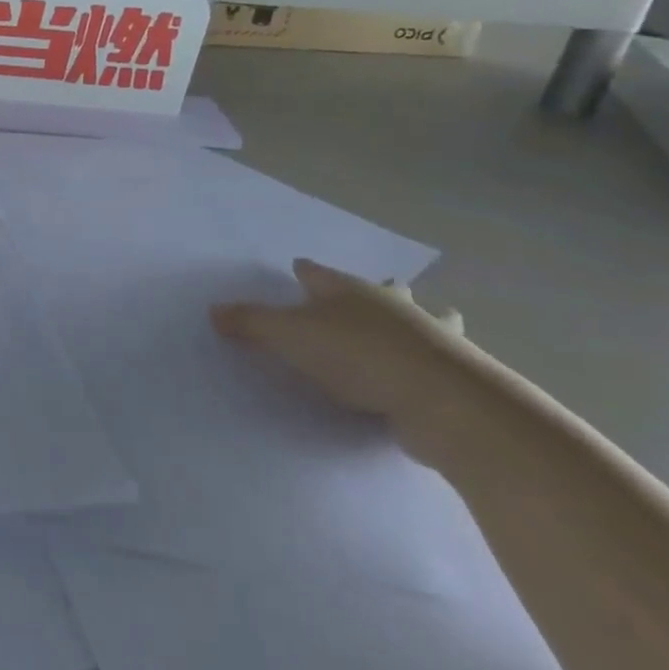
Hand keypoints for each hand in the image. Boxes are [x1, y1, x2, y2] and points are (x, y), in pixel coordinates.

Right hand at [210, 259, 467, 432]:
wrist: (442, 400)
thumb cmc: (357, 354)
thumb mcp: (287, 336)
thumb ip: (250, 322)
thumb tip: (214, 310)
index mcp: (349, 290)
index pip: (320, 273)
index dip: (307, 272)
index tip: (299, 269)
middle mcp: (393, 306)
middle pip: (384, 290)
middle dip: (376, 290)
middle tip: (370, 294)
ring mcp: (432, 339)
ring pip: (427, 320)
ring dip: (419, 322)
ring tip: (412, 330)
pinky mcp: (455, 376)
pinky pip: (438, 361)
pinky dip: (430, 363)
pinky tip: (420, 377)